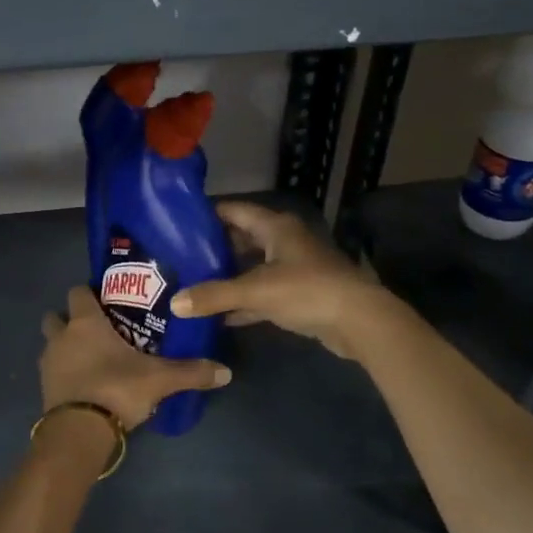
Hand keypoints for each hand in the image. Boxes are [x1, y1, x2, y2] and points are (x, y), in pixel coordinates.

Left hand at [40, 288, 229, 430]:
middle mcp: (61, 337)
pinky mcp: (43, 388)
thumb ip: (192, 372)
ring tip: (90, 357)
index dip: (89, 293)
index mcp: (85, 323)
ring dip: (64, 346)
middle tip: (96, 328)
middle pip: (55, 316)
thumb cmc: (116, 389)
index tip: (106, 299)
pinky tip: (84, 382)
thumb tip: (226, 372)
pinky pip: (52, 370)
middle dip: (69, 319)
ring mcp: (48, 363)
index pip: (78, 292)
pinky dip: (63, 372)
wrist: (79, 431)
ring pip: (51, 344)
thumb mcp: (160, 380)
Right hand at [170, 202, 397, 360]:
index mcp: (275, 227)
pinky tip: (220, 315)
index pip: (235, 211)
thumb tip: (174, 303)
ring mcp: (294, 268)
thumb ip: (214, 296)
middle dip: (214, 248)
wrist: (358, 321)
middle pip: (242, 239)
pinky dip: (244, 301)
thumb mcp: (255, 291)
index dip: (208, 214)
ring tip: (193, 284)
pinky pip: (263, 293)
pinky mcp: (300, 294)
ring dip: (228, 276)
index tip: (178, 222)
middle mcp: (285, 241)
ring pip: (252, 267)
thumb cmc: (307, 291)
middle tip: (180, 257)